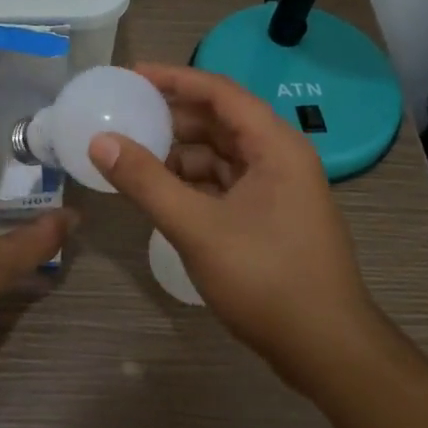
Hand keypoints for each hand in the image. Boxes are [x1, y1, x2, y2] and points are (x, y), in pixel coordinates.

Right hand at [87, 63, 379, 379]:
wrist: (327, 351)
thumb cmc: (266, 279)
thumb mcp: (197, 227)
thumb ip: (146, 181)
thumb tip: (100, 141)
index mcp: (274, 146)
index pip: (219, 92)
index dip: (174, 78)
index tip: (130, 76)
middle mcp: (279, 158)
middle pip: (219, 121)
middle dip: (171, 117)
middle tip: (123, 116)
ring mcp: (277, 190)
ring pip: (219, 155)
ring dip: (178, 153)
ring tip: (133, 158)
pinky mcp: (269, 218)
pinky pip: (223, 183)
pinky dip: (191, 183)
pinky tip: (160, 194)